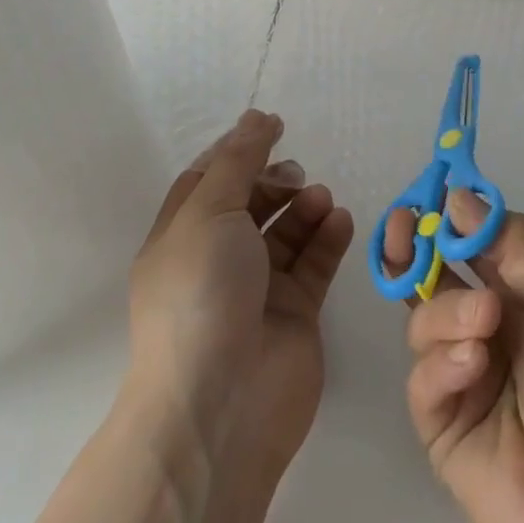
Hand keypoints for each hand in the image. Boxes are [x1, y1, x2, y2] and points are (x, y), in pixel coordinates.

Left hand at [0, 110, 352, 522]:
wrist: (220, 407)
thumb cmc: (201, 294)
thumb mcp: (210, 211)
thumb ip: (238, 160)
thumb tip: (256, 115)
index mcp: (182, 236)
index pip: (209, 180)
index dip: (238, 150)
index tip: (273, 127)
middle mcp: (217, 260)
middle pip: (250, 203)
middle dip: (275, 181)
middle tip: (297, 176)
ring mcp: (257, 290)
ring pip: (286, 232)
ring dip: (305, 207)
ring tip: (321, 199)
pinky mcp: (294, 314)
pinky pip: (314, 263)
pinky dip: (327, 238)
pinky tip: (340, 221)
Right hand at [386, 194, 523, 522]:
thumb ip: (511, 245)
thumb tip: (460, 195)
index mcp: (518, 297)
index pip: (468, 246)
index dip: (443, 220)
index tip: (425, 195)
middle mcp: (484, 331)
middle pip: (432, 280)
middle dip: (413, 250)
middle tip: (406, 231)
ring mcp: (461, 379)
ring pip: (424, 322)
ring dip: (448, 311)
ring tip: (485, 322)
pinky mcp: (444, 428)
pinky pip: (423, 380)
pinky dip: (442, 363)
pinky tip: (473, 366)